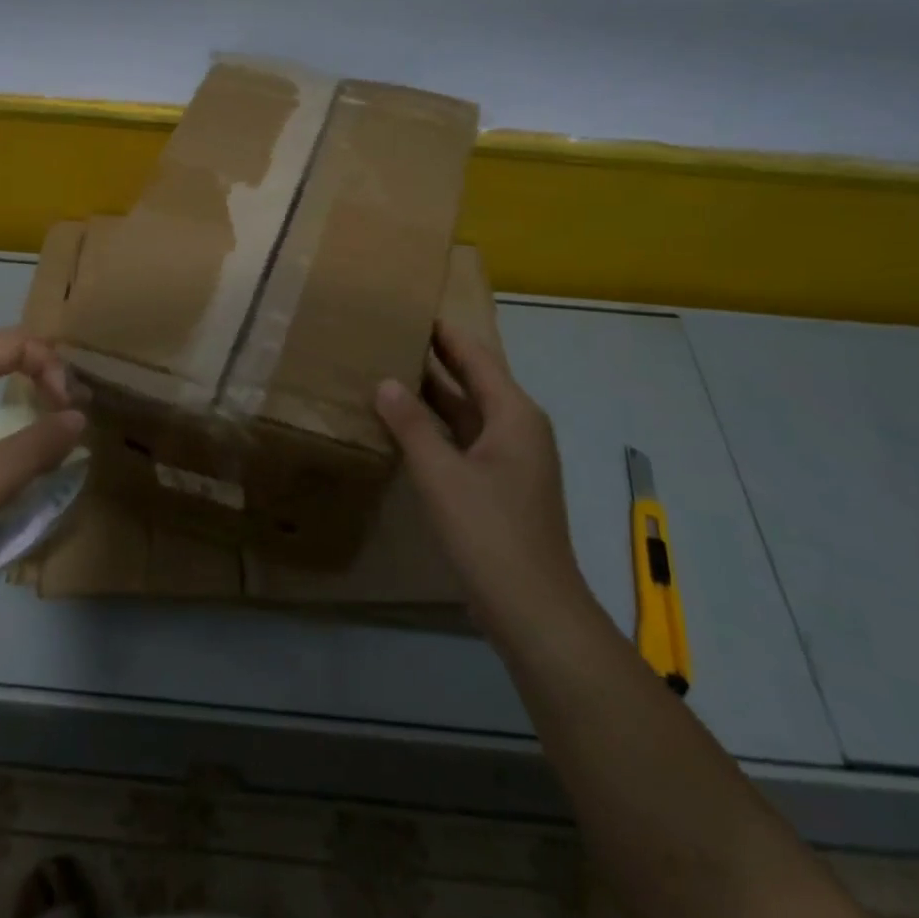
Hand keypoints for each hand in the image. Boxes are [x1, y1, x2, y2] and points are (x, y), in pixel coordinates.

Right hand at [374, 322, 585, 617]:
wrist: (533, 608)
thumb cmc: (489, 531)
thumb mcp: (441, 474)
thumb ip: (411, 425)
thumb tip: (386, 382)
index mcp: (513, 414)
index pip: (475, 357)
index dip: (445, 333)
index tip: (412, 309)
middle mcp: (518, 428)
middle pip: (474, 381)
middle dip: (436, 359)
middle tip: (391, 336)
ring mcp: (511, 459)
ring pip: (468, 412)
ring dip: (434, 394)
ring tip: (390, 371)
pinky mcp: (500, 485)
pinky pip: (465, 440)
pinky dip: (438, 427)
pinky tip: (406, 426)